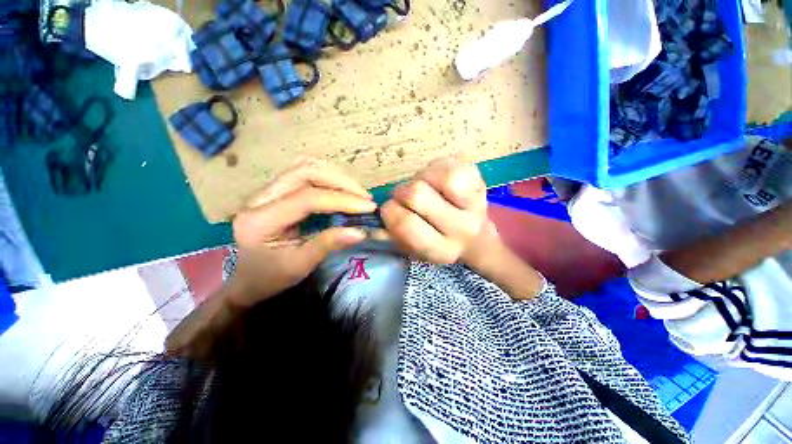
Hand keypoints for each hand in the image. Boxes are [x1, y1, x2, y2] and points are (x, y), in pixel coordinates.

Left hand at [229, 158, 375, 305]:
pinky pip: (304, 173)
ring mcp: (266, 190)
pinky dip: (328, 177)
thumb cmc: (270, 277)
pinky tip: (341, 189)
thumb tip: (360, 232)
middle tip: (365, 198)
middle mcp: (259, 198)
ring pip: (305, 167)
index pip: (307, 198)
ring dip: (336, 177)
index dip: (342, 200)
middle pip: (305, 172)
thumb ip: (328, 244)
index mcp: (260, 220)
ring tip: (357, 193)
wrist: (247, 278)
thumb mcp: (300, 266)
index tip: (369, 207)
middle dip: (341, 182)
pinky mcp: (276, 190)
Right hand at [381, 157, 497, 264]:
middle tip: (405, 197)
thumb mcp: (414, 251)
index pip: (405, 224)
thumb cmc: (438, 244)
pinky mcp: (478, 180)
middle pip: (416, 194)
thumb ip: (394, 236)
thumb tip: (378, 217)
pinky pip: (445, 163)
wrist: (477, 240)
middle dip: (401, 193)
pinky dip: (432, 169)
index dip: (390, 212)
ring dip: (418, 178)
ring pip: (431, 174)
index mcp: (441, 249)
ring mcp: (474, 202)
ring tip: (423, 188)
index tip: (391, 209)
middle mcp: (461, 227)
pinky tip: (436, 180)